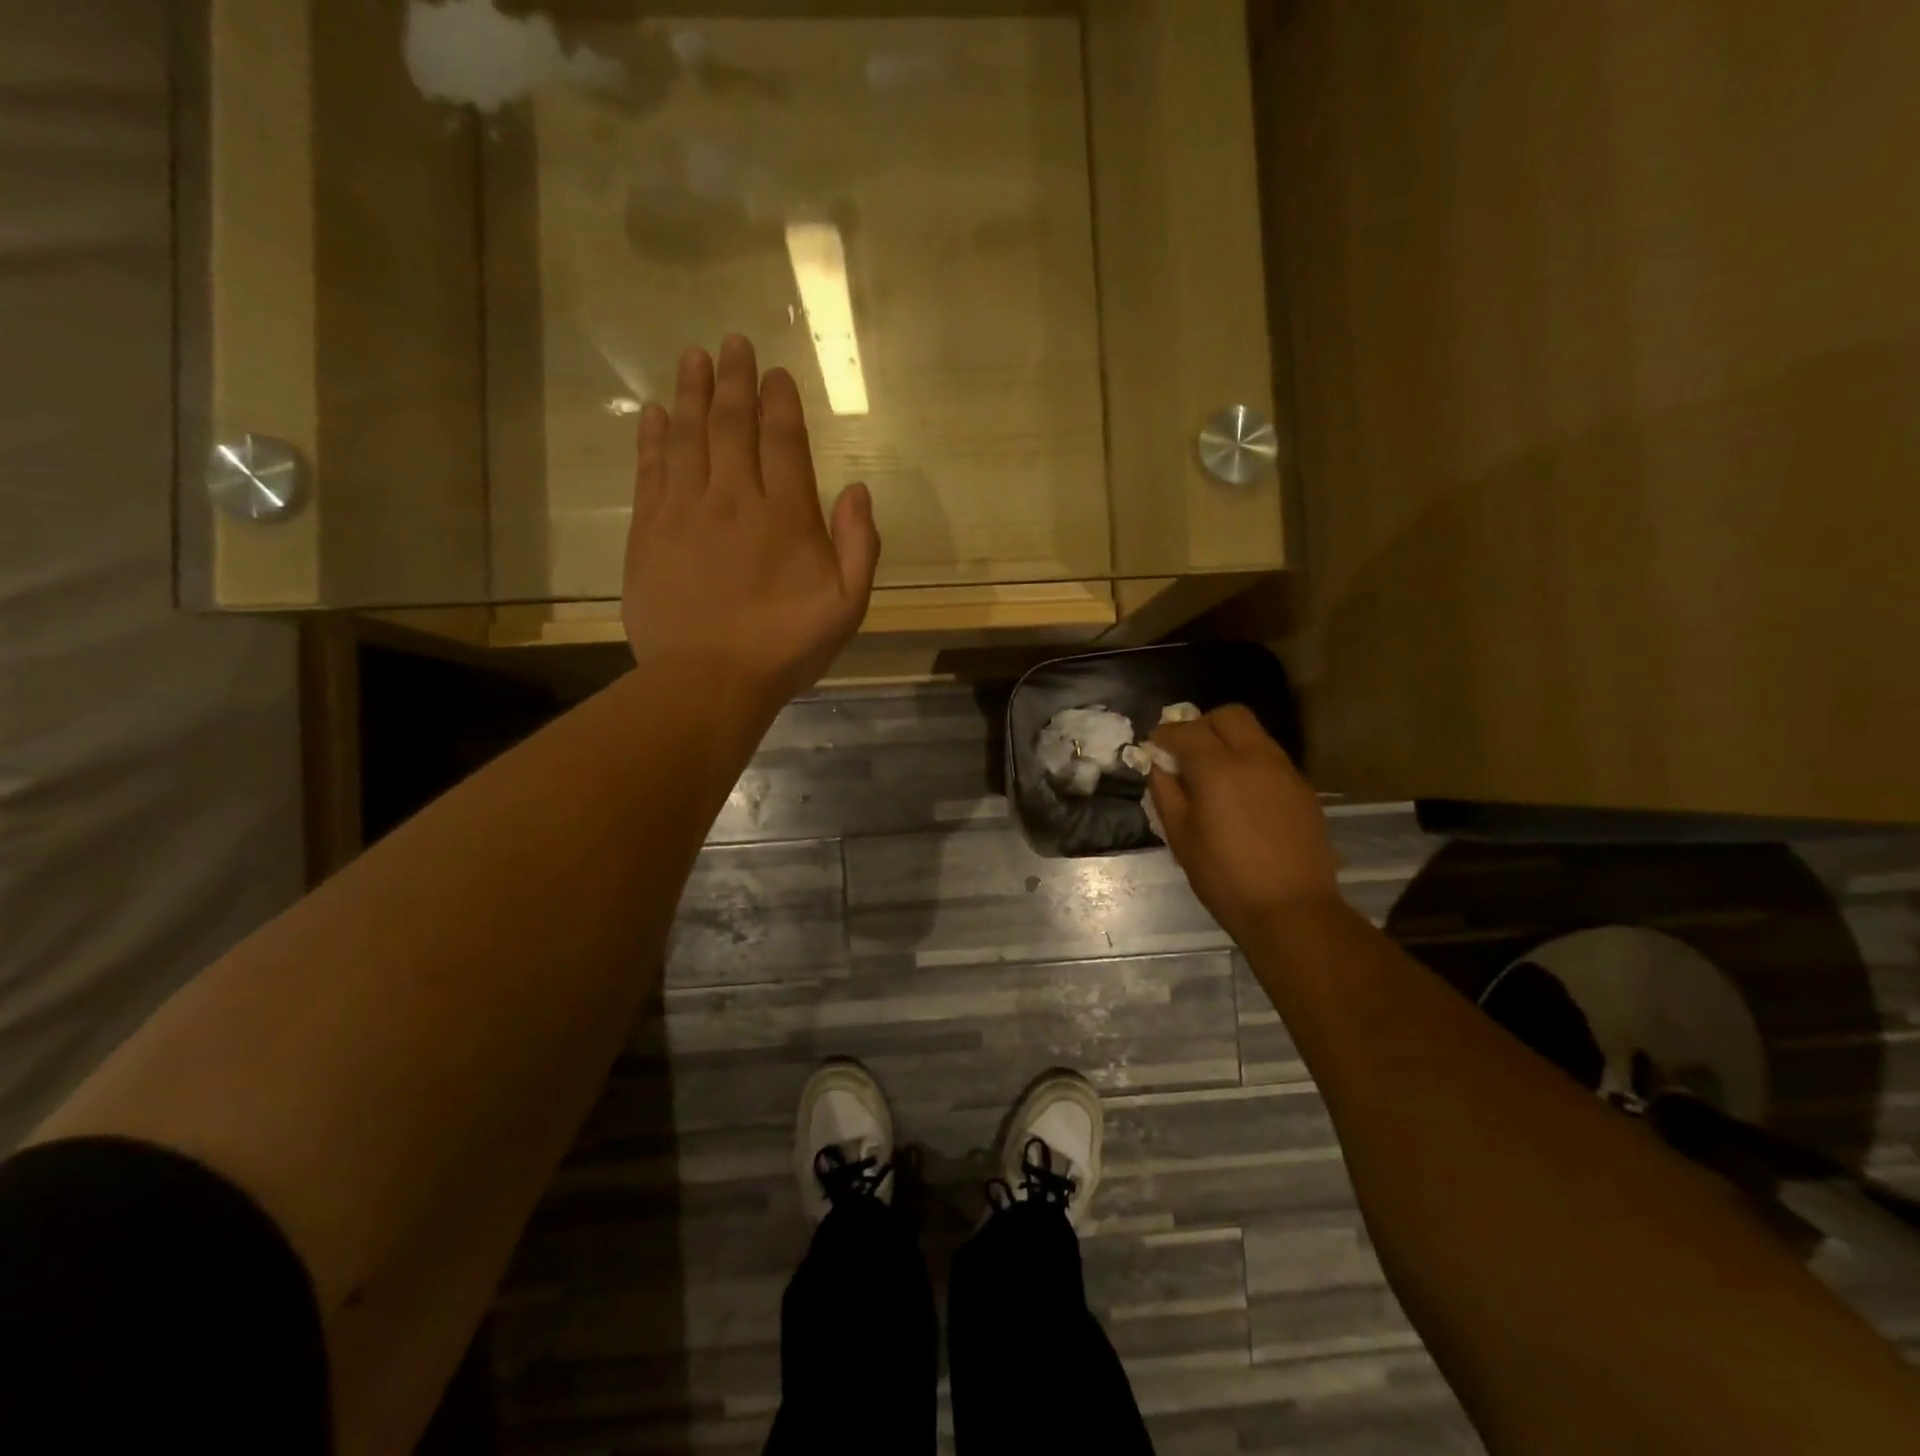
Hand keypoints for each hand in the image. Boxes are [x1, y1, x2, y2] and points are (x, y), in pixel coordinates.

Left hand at [623, 336, 880, 706]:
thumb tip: (858, 491)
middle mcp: (735, 498)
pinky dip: (653, 437)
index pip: (783, 441)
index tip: (777, 373)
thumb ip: (860, 546)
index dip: (781, 403)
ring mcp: (686, 511)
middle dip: (736, 380)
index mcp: (786, 515)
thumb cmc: (785, 647)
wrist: (708, 680)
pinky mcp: (650, 531)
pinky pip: (651, 470)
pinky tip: (654, 414)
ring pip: (688, 436)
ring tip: (693, 357)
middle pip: (733, 425)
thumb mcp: (847, 606)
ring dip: (692, 393)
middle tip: (733, 343)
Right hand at [1149, 706, 1339, 944]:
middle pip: (1228, 715)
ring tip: (1213, 773)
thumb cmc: (1225, 877)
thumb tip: (1158, 766)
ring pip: (1253, 733)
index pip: (1185, 730)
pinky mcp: (1302, 788)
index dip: (1164, 735)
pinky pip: (1270, 757)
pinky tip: (1240, 793)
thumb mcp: (1180, 837)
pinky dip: (1249, 760)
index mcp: (1218, 768)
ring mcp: (1284, 770)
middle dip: (1201, 725)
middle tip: (1185, 752)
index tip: (1153, 748)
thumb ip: (1165, 792)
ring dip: (1228, 740)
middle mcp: (1255, 757)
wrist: (1292, 909)